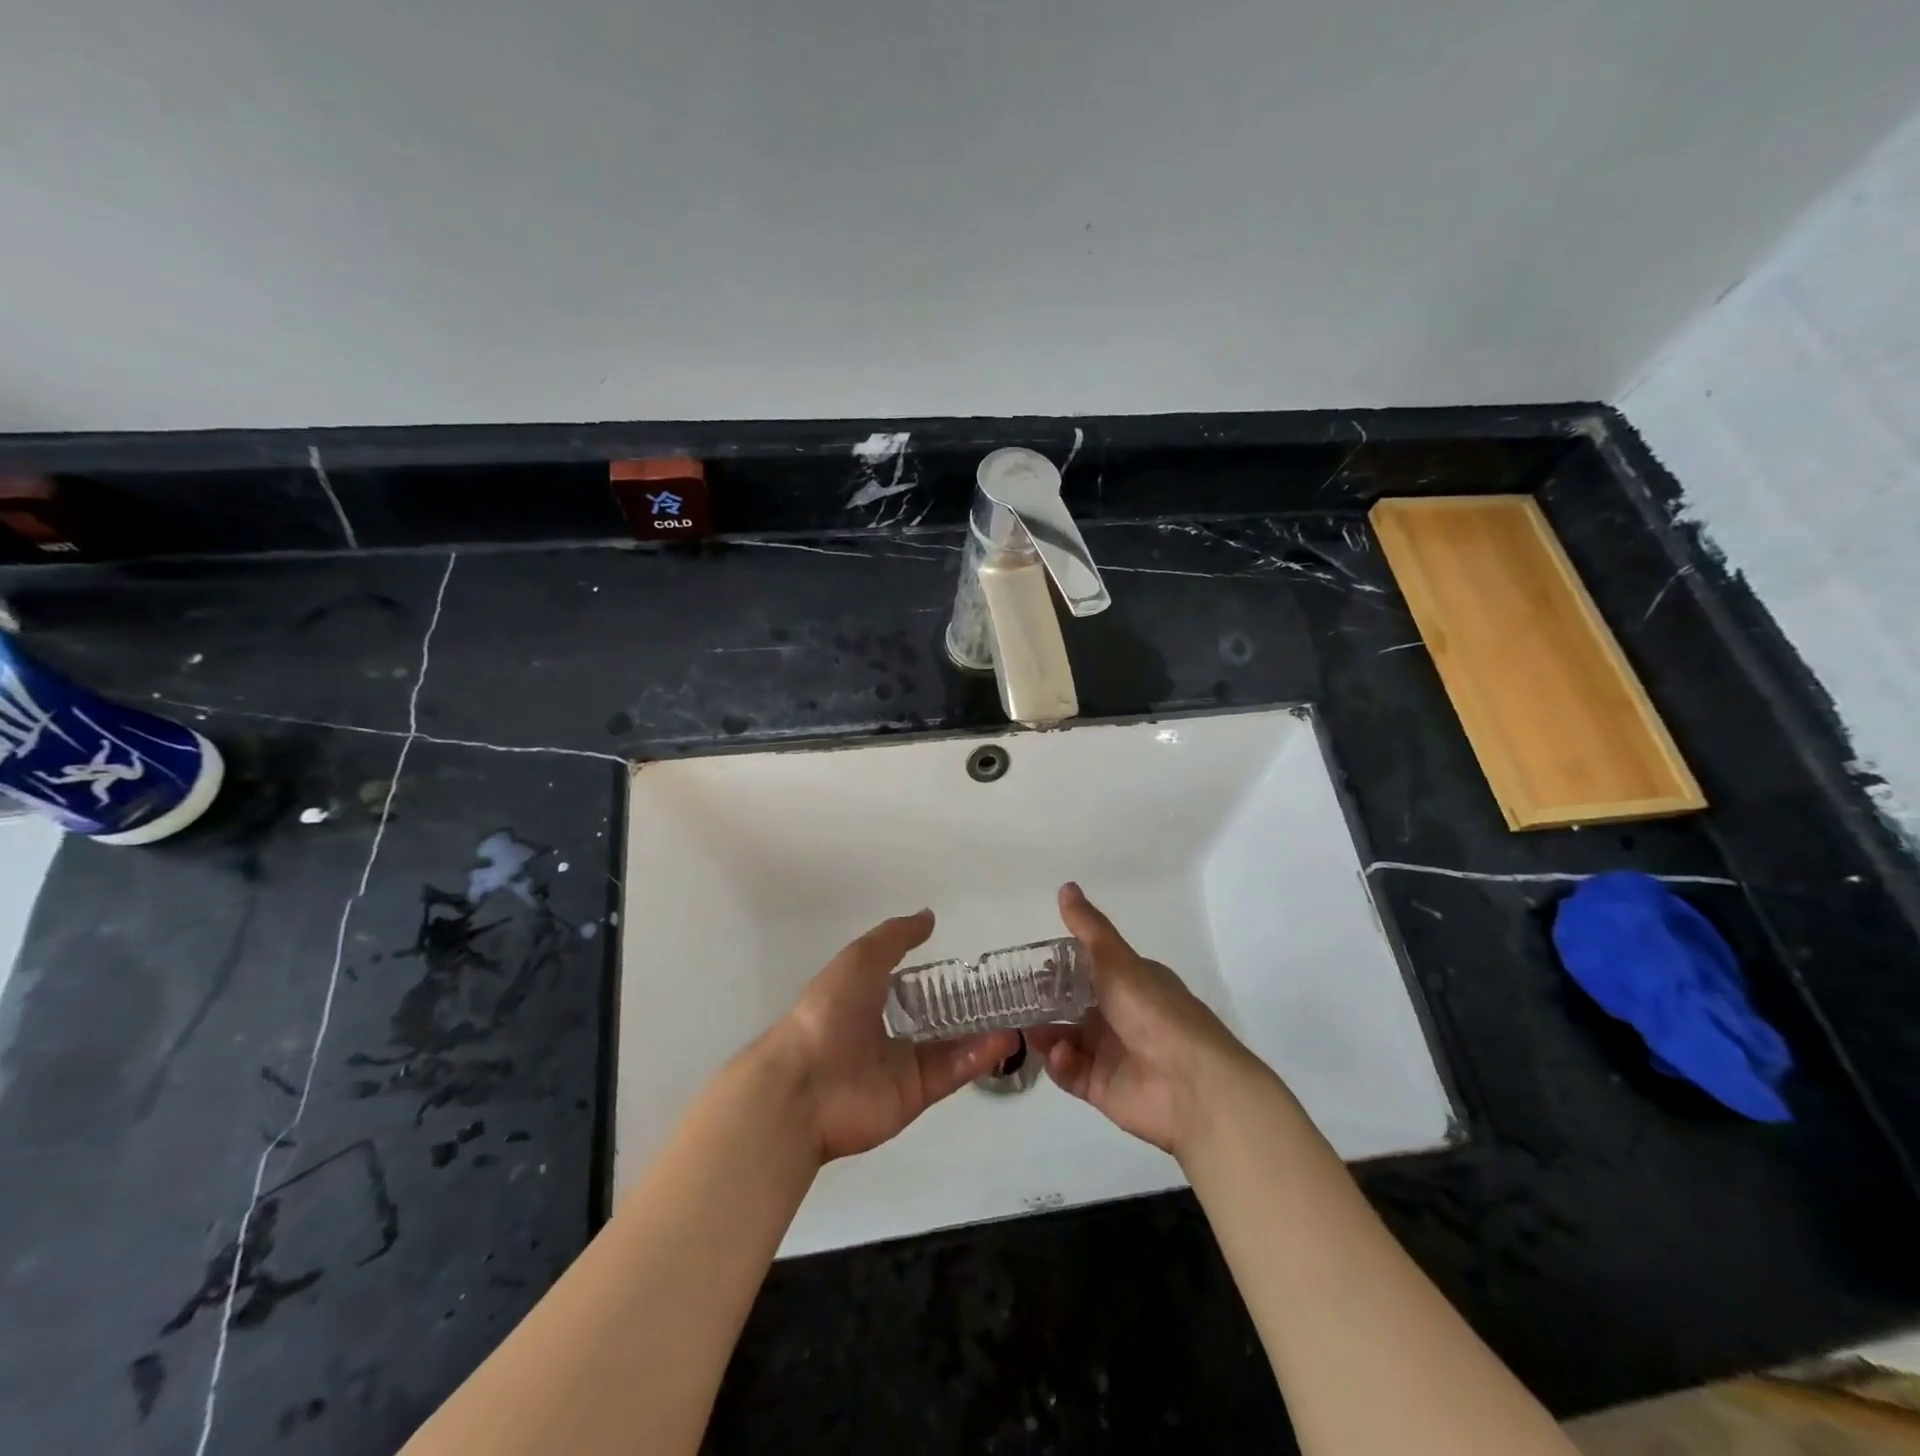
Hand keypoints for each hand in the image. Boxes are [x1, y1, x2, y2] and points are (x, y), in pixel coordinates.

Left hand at [770, 910, 1019, 1162]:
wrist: (805, 1085)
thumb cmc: (829, 1011)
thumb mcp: (861, 958)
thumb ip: (896, 937)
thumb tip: (929, 917)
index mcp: (868, 999)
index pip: (911, 985)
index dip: (940, 976)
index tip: (975, 966)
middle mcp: (887, 1032)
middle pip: (936, 1019)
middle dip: (968, 1007)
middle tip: (1008, 992)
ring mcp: (903, 1066)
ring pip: (951, 1046)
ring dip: (982, 1031)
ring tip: (1017, 1014)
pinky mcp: (916, 1095)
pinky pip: (952, 1072)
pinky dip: (978, 1056)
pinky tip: (1004, 1039)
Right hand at [1029, 883, 1258, 1158]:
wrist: (1192, 1085)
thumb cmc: (1156, 1013)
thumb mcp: (1119, 962)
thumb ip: (1089, 929)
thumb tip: (1066, 886)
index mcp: (1129, 983)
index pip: (1087, 969)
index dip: (1057, 966)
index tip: (1026, 963)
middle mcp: (1120, 1015)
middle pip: (1071, 1004)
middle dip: (1043, 1001)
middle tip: (1013, 997)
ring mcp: (1110, 1052)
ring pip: (1065, 1037)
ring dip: (1045, 1031)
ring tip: (1027, 1028)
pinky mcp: (1101, 1087)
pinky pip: (1070, 1071)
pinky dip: (1060, 1062)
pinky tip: (1061, 1054)